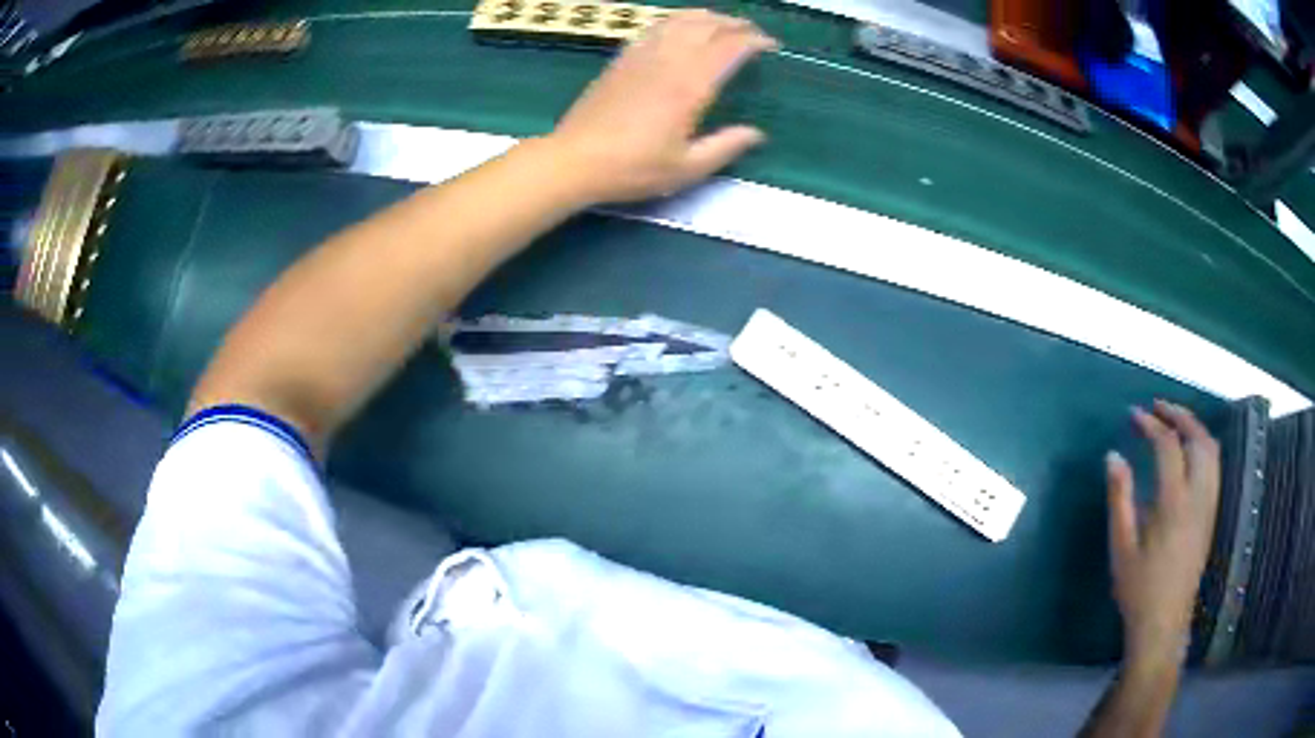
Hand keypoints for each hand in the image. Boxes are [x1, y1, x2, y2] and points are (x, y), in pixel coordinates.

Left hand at [545, 9, 777, 204]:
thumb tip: (757, 134)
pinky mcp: (621, 59)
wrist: (575, 160)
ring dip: (706, 17)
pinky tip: (680, 28)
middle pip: (707, 25)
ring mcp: (641, 56)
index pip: (729, 47)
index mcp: (690, 86)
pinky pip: (653, 28)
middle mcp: (668, 61)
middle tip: (751, 32)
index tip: (771, 46)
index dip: (755, 41)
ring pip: (679, 20)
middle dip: (735, 24)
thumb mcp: (686, 168)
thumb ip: (726, 147)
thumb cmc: (633, 169)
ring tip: (721, 23)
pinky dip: (675, 21)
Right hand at [1105, 400, 1219, 664]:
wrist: (1164, 623)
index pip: (1168, 446)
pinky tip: (1189, 452)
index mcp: (1174, 503)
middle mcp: (1198, 496)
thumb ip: (1119, 498)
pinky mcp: (1211, 514)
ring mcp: (1209, 504)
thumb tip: (1113, 456)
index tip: (1133, 416)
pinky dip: (1203, 445)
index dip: (1151, 424)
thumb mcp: (1121, 547)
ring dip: (1194, 427)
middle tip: (1157, 407)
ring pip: (1211, 449)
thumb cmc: (1138, 589)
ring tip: (1174, 422)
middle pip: (1198, 438)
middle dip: (1179, 415)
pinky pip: (1214, 465)